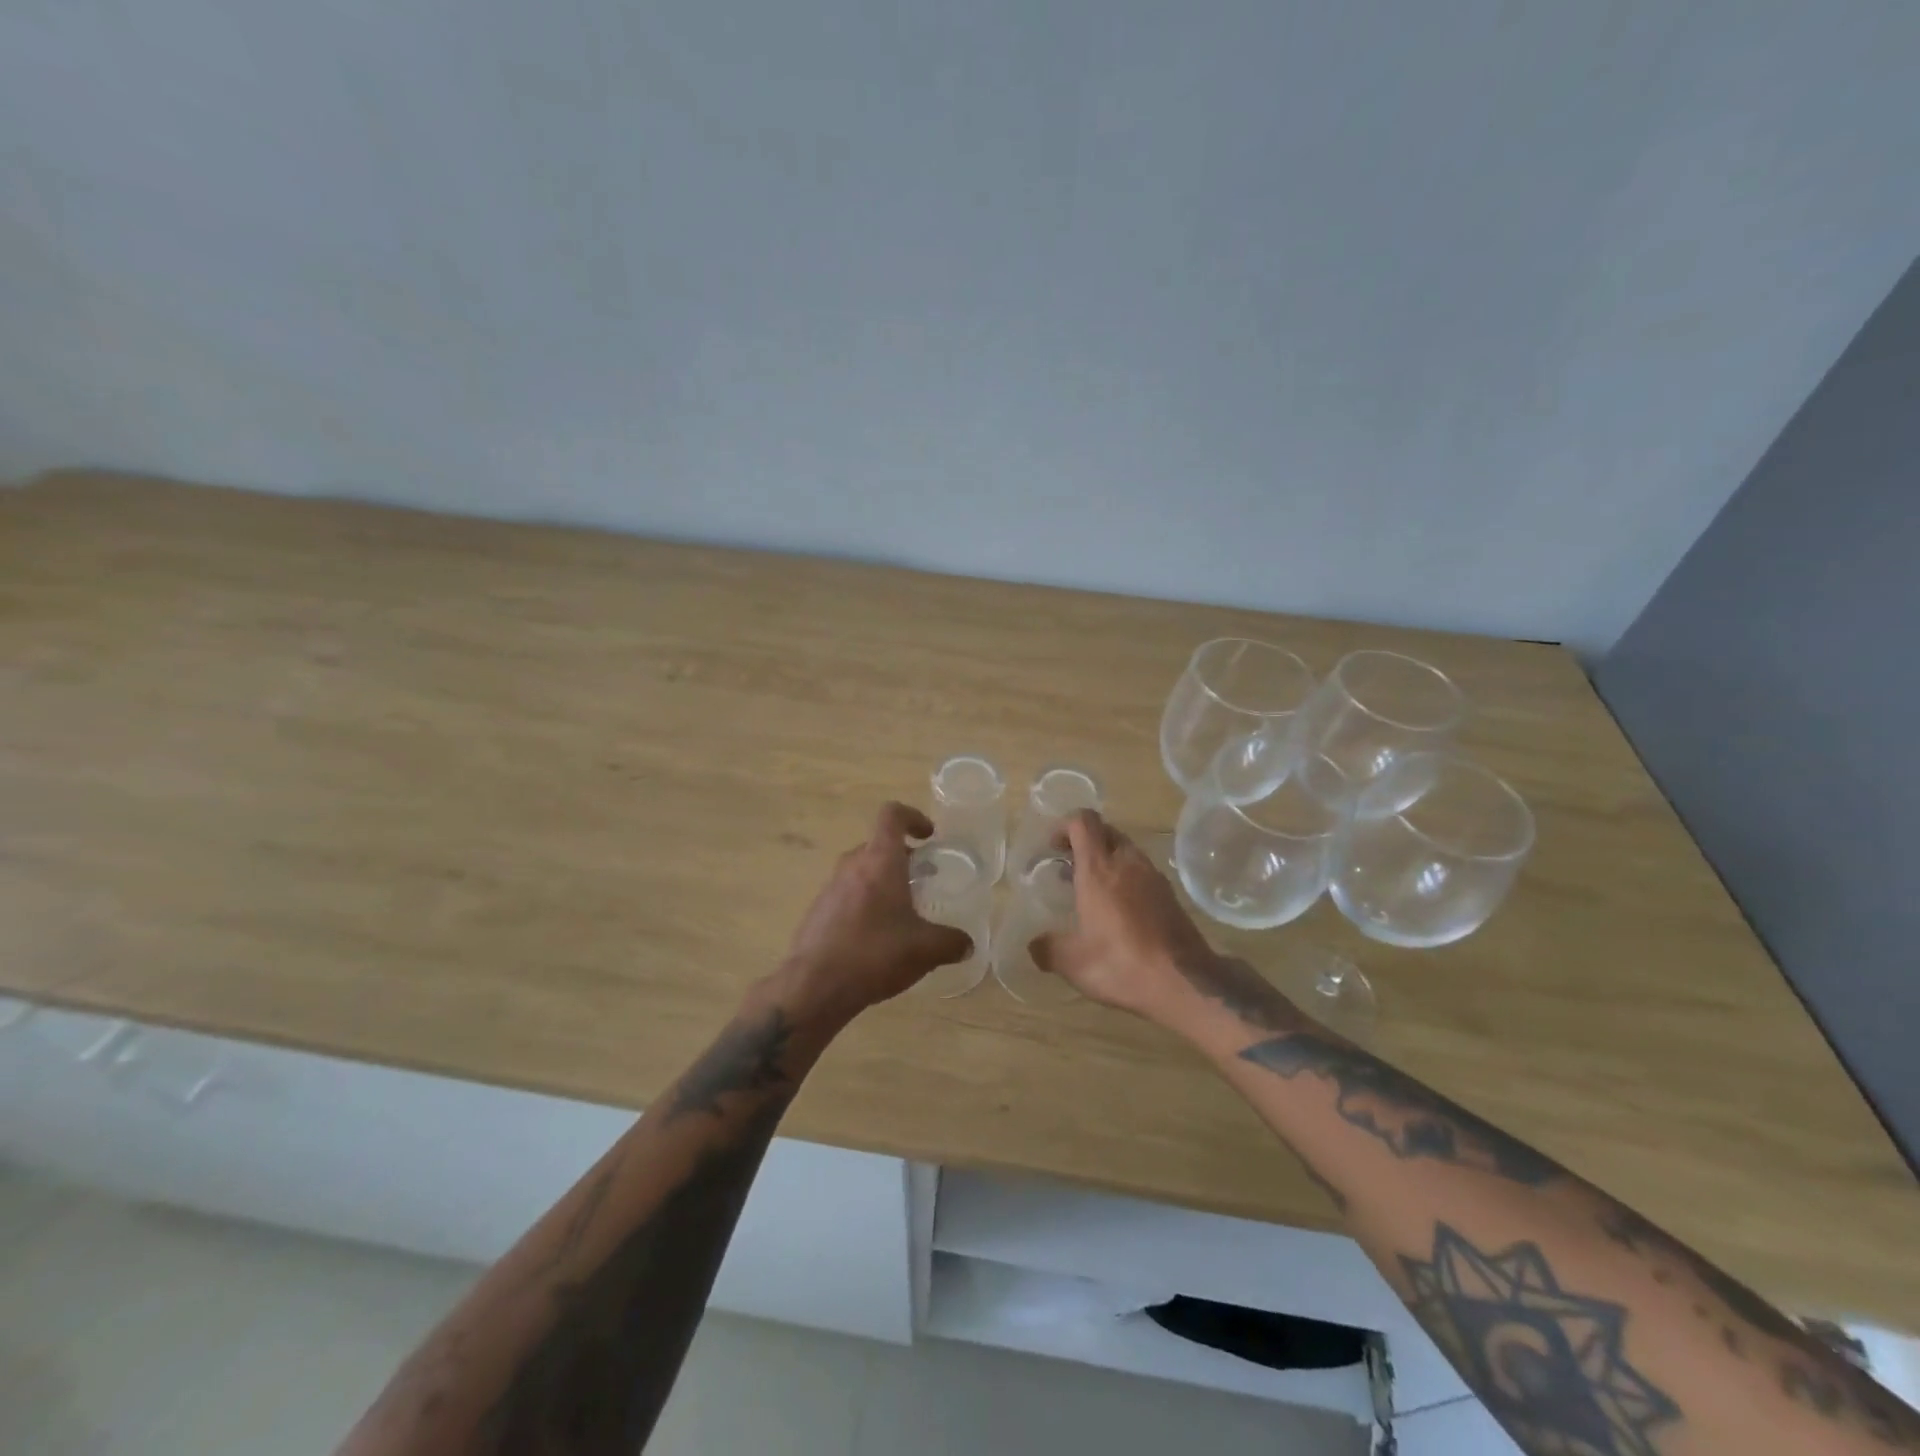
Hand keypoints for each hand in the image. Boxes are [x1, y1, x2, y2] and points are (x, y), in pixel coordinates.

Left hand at [773, 802, 973, 1022]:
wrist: (814, 986)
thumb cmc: (875, 953)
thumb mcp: (925, 950)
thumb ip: (951, 942)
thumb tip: (967, 944)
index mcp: (880, 860)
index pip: (892, 815)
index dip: (913, 817)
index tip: (929, 837)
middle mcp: (852, 866)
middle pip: (877, 844)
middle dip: (902, 857)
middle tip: (921, 880)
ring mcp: (830, 888)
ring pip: (861, 871)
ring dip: (882, 881)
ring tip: (901, 912)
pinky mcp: (817, 912)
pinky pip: (846, 895)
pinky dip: (864, 904)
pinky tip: (875, 937)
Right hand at [1030, 811, 1219, 1019]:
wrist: (1186, 983)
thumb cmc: (1122, 964)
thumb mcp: (1073, 963)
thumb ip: (1048, 949)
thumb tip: (1034, 944)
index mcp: (1099, 869)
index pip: (1083, 822)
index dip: (1065, 825)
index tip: (1052, 847)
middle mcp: (1128, 863)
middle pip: (1106, 831)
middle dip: (1084, 841)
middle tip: (1068, 867)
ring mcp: (1153, 877)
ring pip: (1126, 850)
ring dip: (1106, 860)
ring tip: (1091, 891)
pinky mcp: (1170, 895)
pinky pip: (1142, 871)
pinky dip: (1125, 878)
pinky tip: (1118, 911)